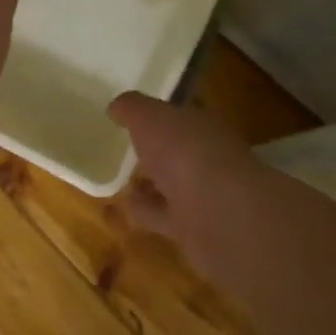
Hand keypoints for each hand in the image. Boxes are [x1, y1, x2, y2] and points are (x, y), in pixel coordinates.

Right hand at [107, 93, 265, 275]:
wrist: (219, 214)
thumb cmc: (185, 152)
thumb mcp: (150, 118)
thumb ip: (132, 108)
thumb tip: (116, 106)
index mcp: (204, 126)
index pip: (181, 116)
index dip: (158, 114)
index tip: (133, 117)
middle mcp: (208, 158)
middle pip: (178, 150)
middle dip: (157, 150)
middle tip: (127, 148)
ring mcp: (204, 195)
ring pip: (172, 185)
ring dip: (150, 184)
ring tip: (121, 181)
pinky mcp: (195, 228)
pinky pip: (162, 216)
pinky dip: (144, 211)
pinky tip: (124, 207)